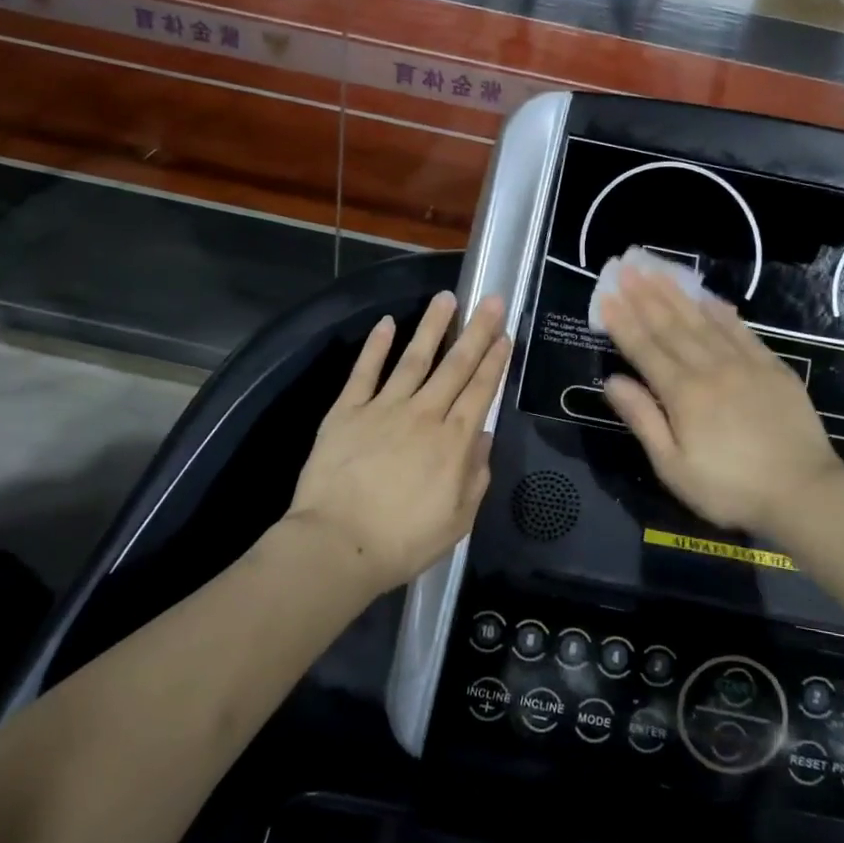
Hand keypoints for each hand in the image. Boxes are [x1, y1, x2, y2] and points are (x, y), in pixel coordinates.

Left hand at [288, 291, 509, 596]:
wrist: (338, 544)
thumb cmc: (403, 540)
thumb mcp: (458, 520)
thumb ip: (476, 475)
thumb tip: (483, 436)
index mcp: (453, 441)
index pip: (480, 391)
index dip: (495, 361)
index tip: (504, 335)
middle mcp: (424, 414)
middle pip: (455, 365)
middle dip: (476, 331)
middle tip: (490, 300)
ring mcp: (384, 408)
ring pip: (414, 358)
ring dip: (432, 326)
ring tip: (446, 298)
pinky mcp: (347, 411)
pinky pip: (364, 372)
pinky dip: (376, 346)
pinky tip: (387, 323)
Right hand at [598, 265, 843, 539]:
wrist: (804, 492)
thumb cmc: (730, 488)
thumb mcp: (674, 467)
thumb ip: (643, 420)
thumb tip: (612, 381)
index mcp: (682, 394)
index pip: (645, 349)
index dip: (623, 322)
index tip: (606, 296)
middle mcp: (710, 369)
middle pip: (671, 326)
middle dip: (645, 297)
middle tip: (626, 269)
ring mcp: (744, 364)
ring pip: (703, 321)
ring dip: (677, 295)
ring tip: (657, 271)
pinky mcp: (772, 368)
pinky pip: (741, 330)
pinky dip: (721, 312)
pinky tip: (708, 297)